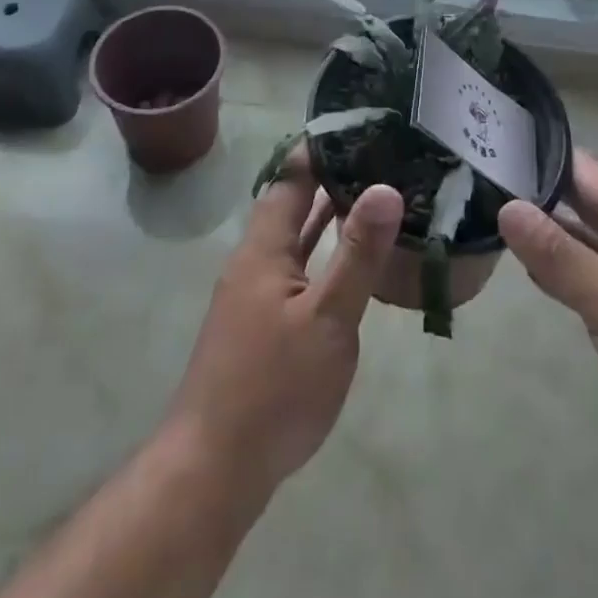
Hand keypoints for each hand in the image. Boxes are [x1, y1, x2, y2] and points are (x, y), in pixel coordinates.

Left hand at [163, 146, 403, 498]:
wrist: (212, 470)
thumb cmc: (274, 387)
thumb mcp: (328, 318)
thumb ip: (358, 253)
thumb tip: (385, 186)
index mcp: (264, 248)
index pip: (290, 178)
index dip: (320, 150)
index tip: (358, 127)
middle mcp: (253, 261)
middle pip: (290, 204)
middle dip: (327, 179)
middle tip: (375, 157)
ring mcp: (252, 295)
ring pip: (292, 239)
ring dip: (323, 216)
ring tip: (368, 195)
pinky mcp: (258, 326)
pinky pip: (293, 269)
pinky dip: (318, 253)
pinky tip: (344, 263)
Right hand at [498, 151, 597, 497]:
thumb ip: (560, 257)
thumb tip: (506, 207)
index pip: (585, 170)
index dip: (543, 155)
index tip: (493, 144)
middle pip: (583, 201)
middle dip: (538, 191)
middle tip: (480, 178)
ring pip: (586, 239)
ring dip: (547, 230)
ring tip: (490, 215)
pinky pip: (592, 274)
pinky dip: (562, 267)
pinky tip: (530, 269)